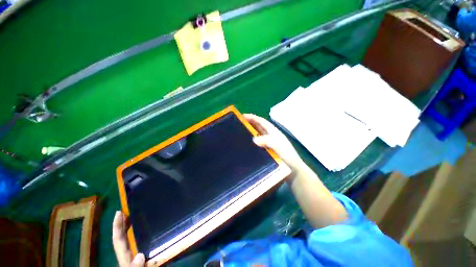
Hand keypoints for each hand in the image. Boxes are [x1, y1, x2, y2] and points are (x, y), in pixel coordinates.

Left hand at [112, 211, 145, 266]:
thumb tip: (140, 255)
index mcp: (125, 258)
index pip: (118, 240)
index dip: (117, 226)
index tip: (118, 212)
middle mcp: (129, 256)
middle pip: (123, 238)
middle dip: (123, 224)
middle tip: (128, 209)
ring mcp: (136, 257)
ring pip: (132, 240)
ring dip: (133, 228)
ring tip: (138, 215)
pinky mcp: (145, 258)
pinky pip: (142, 243)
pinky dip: (143, 234)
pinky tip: (151, 229)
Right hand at [244, 114, 304, 173]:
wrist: (294, 170)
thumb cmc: (287, 156)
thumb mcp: (278, 146)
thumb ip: (267, 141)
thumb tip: (254, 139)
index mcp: (274, 132)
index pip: (262, 122)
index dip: (253, 118)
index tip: (243, 116)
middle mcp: (270, 136)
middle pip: (259, 127)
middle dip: (250, 123)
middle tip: (238, 123)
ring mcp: (268, 143)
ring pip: (257, 134)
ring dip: (250, 132)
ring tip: (240, 131)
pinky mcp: (266, 150)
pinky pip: (257, 143)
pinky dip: (251, 141)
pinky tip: (246, 143)